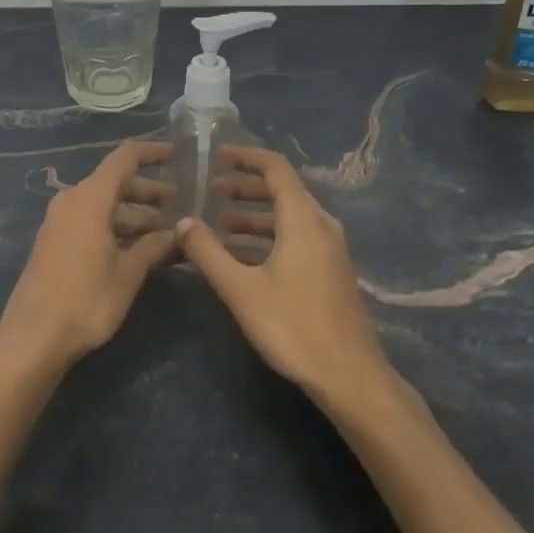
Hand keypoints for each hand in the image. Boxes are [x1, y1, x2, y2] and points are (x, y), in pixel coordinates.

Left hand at [0, 141, 177, 374]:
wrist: (34, 335)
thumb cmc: (87, 299)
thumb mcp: (128, 273)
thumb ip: (153, 246)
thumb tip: (178, 232)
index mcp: (90, 197)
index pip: (124, 158)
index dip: (152, 152)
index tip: (177, 155)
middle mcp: (73, 200)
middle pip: (115, 182)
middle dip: (149, 191)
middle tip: (181, 204)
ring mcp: (60, 221)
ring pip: (104, 205)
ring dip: (134, 213)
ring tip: (167, 231)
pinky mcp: (55, 242)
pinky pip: (91, 221)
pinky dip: (116, 226)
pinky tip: (139, 247)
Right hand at [177, 147, 390, 403]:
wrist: (350, 376)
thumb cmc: (294, 327)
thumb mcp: (241, 290)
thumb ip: (208, 252)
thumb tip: (183, 222)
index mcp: (303, 220)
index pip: (276, 168)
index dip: (246, 157)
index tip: (216, 156)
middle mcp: (320, 225)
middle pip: (282, 191)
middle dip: (244, 187)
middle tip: (209, 191)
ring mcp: (329, 249)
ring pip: (287, 217)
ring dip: (253, 215)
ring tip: (217, 225)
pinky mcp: (329, 270)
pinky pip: (295, 237)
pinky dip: (267, 236)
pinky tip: (240, 256)